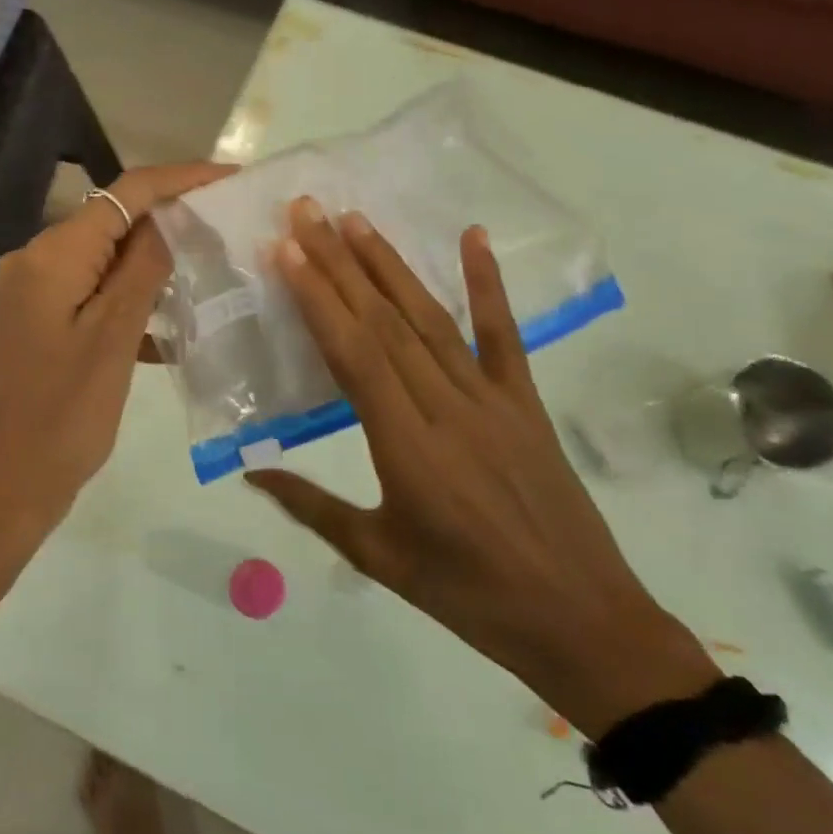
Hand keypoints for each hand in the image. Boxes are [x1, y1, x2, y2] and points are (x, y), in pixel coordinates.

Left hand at [0, 161, 235, 536]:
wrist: (3, 489)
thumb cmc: (63, 417)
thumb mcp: (114, 338)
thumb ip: (142, 269)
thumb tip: (167, 219)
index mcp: (49, 257)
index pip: (123, 194)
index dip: (179, 180)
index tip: (230, 178)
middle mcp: (30, 263)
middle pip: (109, 224)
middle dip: (167, 224)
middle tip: (224, 231)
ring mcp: (25, 296)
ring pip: (99, 262)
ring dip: (147, 269)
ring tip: (203, 278)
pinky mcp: (29, 326)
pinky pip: (84, 296)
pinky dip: (122, 303)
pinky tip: (161, 330)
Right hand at [247, 199, 715, 734]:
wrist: (582, 622)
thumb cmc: (467, 595)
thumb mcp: (378, 557)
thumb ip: (310, 506)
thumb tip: (250, 470)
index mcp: (406, 447)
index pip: (354, 355)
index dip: (318, 298)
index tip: (288, 251)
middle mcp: (446, 408)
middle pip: (385, 322)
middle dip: (340, 262)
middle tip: (308, 212)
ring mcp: (492, 401)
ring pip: (432, 319)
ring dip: (390, 265)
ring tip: (356, 220)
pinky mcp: (526, 404)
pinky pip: (505, 336)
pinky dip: (488, 284)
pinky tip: (473, 238)